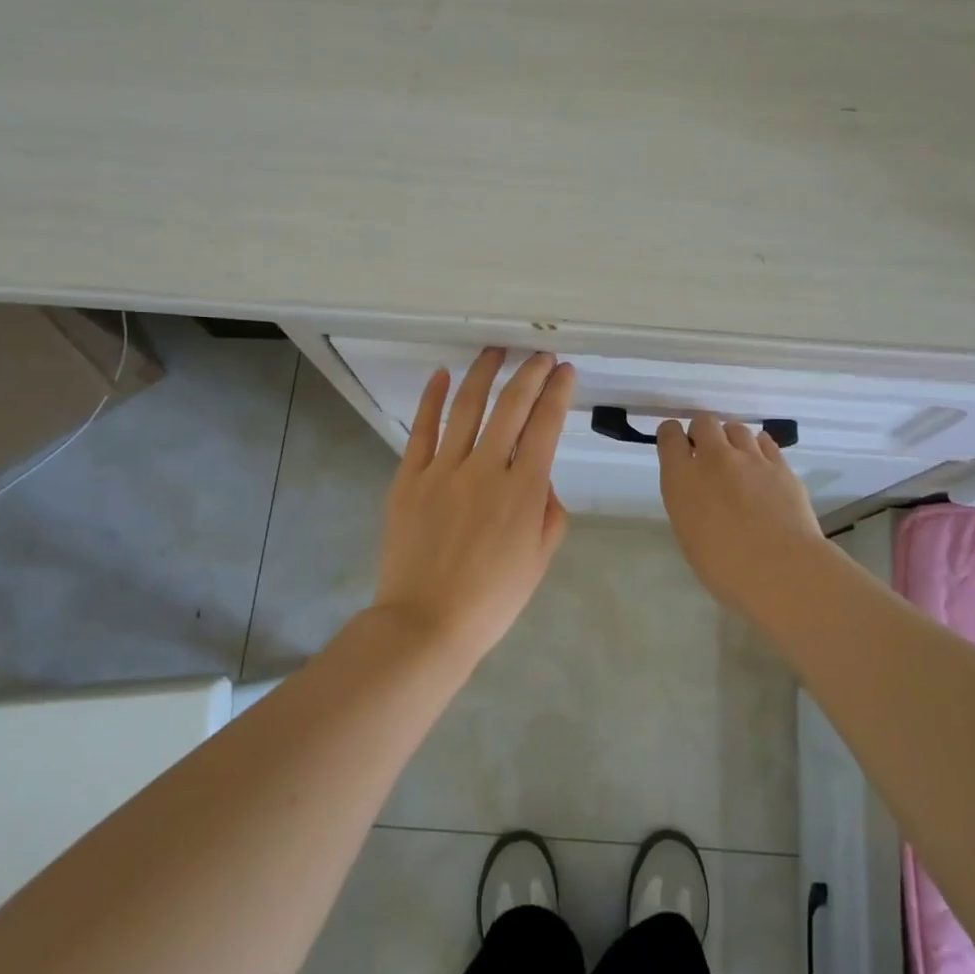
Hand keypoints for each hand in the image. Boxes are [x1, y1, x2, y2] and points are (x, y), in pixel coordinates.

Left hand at [375, 348, 575, 656]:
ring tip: (496, 350)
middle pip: (511, 406)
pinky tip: (441, 375)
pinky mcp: (409, 478)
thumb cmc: (492, 599)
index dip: (558, 393)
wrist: (427, 623)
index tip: (565, 371)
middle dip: (530, 374)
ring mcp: (443, 470)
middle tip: (540, 355)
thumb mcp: (539, 559)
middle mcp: (485, 469)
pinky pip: (422, 430)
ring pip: (467, 407)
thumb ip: (550, 512)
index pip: (545, 426)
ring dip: (485, 373)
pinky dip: (432, 398)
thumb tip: (541, 478)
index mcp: (523, 490)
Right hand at [656, 414, 826, 615]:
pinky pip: (765, 442)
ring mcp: (750, 458)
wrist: (781, 570)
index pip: (669, 436)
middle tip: (707, 454)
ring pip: (736, 428)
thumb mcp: (689, 535)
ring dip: (731, 440)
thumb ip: (689, 503)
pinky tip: (761, 466)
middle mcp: (714, 459)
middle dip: (703, 432)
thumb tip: (700, 494)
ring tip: (737, 461)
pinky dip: (758, 449)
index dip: (671, 435)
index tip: (676, 445)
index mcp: (682, 479)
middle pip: (704, 422)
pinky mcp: (781, 465)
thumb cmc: (725, 568)